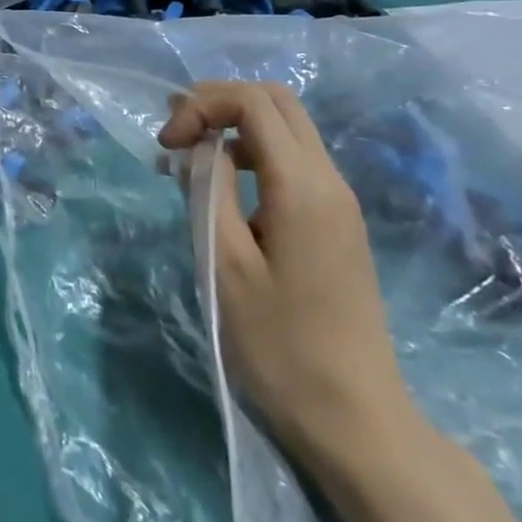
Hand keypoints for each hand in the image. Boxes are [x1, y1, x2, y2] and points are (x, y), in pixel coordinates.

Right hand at [158, 81, 418, 469]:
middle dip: (218, 101)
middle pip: (276, 101)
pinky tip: (222, 187)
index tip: (166, 145)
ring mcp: (339, 201)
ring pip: (287, 127)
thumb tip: (196, 147)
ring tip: (188, 156)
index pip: (252, 102)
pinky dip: (252, 152)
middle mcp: (329, 180)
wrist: (355, 420)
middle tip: (175, 131)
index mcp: (303, 186)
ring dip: (234, 125)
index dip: (200, 106)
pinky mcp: (337, 223)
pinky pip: (293, 160)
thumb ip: (207, 191)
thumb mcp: (225, 265)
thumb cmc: (279, 346)